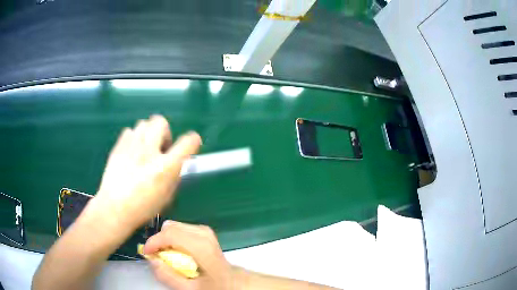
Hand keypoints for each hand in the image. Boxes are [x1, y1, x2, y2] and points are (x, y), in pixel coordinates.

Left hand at [92, 115, 201, 230]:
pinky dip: (134, 138)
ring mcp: (132, 146)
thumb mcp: (167, 196)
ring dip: (149, 133)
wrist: (115, 208)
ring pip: (144, 123)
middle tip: (161, 147)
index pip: (187, 142)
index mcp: (166, 167)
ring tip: (145, 149)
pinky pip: (130, 131)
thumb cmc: (143, 207)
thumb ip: (174, 175)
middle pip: (161, 122)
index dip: (193, 140)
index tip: (192, 143)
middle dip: (165, 132)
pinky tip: (132, 151)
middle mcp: (150, 151)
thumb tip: (176, 163)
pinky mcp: (119, 146)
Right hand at [143, 221, 236, 289]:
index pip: (171, 234)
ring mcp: (205, 231)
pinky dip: (174, 239)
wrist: (231, 280)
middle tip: (157, 256)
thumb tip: (152, 260)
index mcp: (202, 247)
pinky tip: (177, 252)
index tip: (147, 252)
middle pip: (171, 226)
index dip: (154, 242)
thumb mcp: (189, 288)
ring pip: (174, 226)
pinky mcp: (204, 231)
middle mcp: (204, 234)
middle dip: (160, 240)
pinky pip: (181, 229)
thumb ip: (168, 276)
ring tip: (168, 256)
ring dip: (166, 240)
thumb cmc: (212, 285)